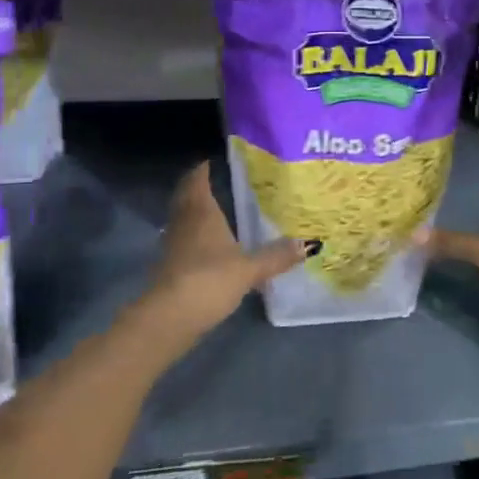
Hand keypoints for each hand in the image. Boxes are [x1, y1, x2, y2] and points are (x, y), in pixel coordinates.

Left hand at [146, 163, 304, 338]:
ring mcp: (173, 245)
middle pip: (185, 197)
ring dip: (192, 212)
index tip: (209, 161)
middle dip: (195, 188)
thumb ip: (277, 256)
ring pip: (181, 219)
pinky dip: (191, 236)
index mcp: (202, 213)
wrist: (170, 316)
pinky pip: (181, 241)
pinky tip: (206, 246)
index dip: (201, 170)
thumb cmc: (210, 279)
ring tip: (213, 211)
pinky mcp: (168, 267)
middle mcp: (184, 223)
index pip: (197, 181)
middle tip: (212, 182)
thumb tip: (309, 244)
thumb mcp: (250, 268)